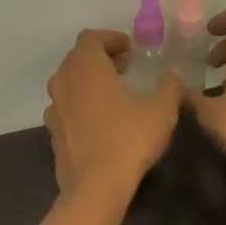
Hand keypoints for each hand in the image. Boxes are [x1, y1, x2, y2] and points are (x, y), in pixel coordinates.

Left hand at [43, 30, 181, 194]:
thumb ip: (168, 85)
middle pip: (78, 59)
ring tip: (114, 94)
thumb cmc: (129, 139)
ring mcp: (54, 108)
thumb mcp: (161, 110)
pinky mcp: (52, 132)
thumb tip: (172, 72)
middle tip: (125, 68)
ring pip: (70, 84)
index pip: (91, 38)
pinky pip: (66, 108)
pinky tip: (101, 121)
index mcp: (86, 67)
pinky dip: (81, 105)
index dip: (111, 39)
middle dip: (101, 59)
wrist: (95, 186)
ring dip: (89, 82)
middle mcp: (63, 81)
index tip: (129, 48)